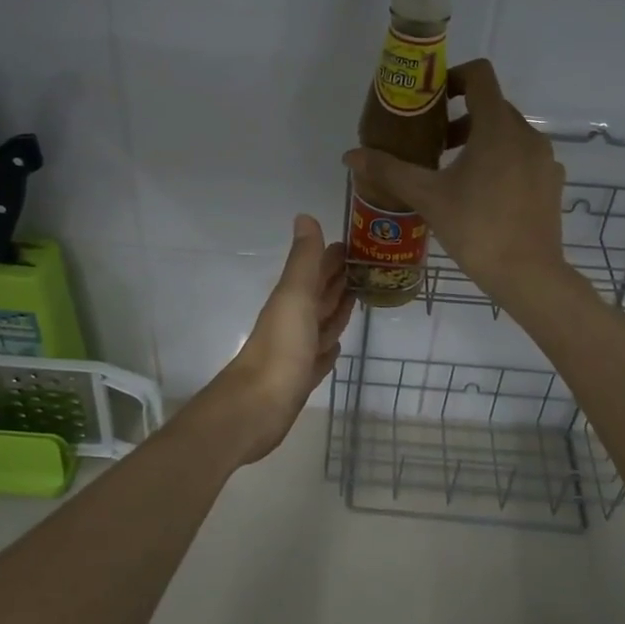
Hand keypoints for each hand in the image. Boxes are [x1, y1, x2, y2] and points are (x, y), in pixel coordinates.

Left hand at [203, 215, 352, 463]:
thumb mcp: (295, 296)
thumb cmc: (281, 348)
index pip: (317, 270)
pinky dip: (328, 347)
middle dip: (339, 280)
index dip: (333, 256)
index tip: (358, 244)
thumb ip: (303, 260)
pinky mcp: (301, 378)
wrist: (257, 407)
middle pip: (320, 295)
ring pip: (321, 324)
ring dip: (336, 310)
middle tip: (367, 268)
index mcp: (292, 299)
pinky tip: (336, 346)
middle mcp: (294, 321)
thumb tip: (305, 216)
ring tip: (357, 298)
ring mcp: (297, 351)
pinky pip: (319, 356)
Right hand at [344, 59, 568, 307]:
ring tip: (452, 171)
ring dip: (479, 140)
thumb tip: (350, 155)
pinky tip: (482, 194)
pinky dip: (501, 161)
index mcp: (497, 128)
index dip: (453, 77)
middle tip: (432, 143)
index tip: (431, 101)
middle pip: (492, 106)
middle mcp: (527, 134)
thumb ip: (389, 170)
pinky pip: (523, 157)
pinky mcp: (551, 182)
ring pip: (508, 133)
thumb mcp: (427, 197)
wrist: (528, 275)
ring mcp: (544, 159)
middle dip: (460, 117)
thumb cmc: (476, 229)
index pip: (480, 75)